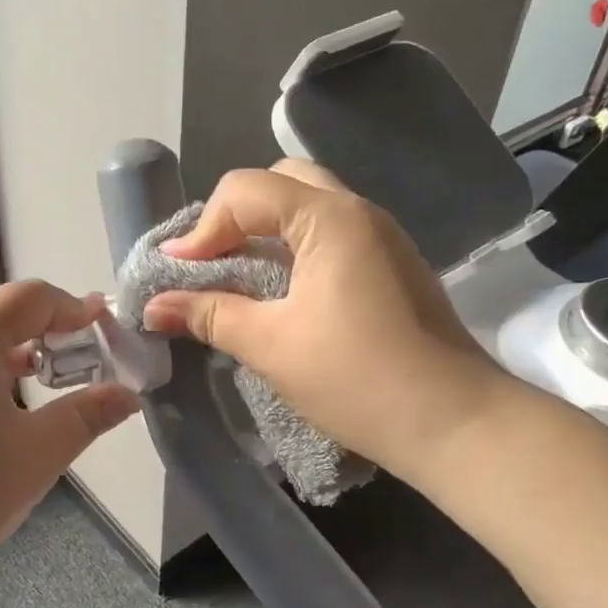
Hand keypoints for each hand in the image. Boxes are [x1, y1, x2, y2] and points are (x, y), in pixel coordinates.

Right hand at [141, 161, 509, 483]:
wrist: (454, 423)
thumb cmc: (357, 379)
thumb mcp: (271, 346)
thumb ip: (209, 315)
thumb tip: (153, 306)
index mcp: (330, 217)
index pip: (246, 190)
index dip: (202, 229)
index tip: (177, 276)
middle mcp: (359, 211)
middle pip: (280, 184)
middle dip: (235, 217)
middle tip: (211, 263)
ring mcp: (381, 237)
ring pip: (308, 208)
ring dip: (265, 233)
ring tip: (238, 278)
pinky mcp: (390, 266)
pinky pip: (330, 236)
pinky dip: (294, 250)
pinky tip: (280, 294)